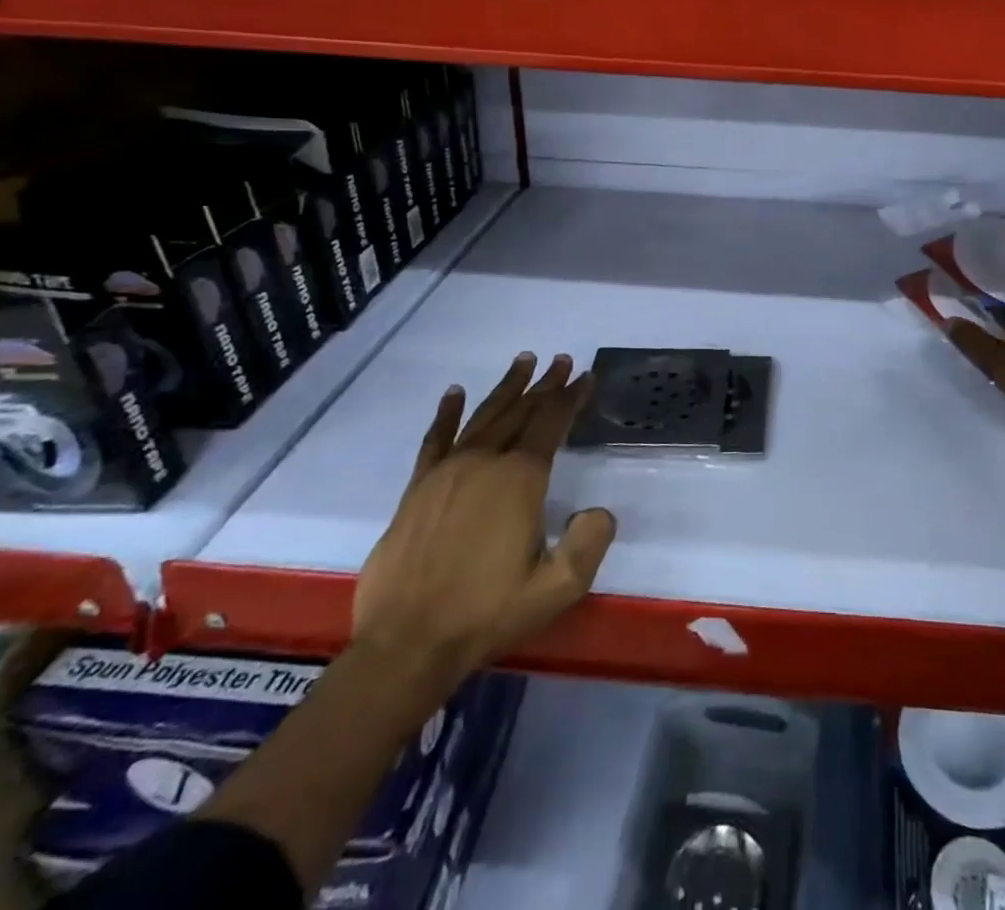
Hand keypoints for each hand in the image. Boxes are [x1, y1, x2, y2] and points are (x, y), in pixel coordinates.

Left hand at [353, 354, 616, 693]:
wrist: (407, 644)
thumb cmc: (487, 613)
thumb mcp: (558, 587)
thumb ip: (589, 542)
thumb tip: (598, 511)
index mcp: (519, 479)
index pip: (551, 424)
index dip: (570, 397)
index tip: (584, 376)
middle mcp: (484, 463)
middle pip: (520, 411)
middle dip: (545, 385)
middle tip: (561, 361)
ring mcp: (446, 472)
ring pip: (483, 416)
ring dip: (506, 388)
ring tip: (523, 361)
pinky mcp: (417, 489)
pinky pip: (435, 440)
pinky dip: (447, 413)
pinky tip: (454, 393)